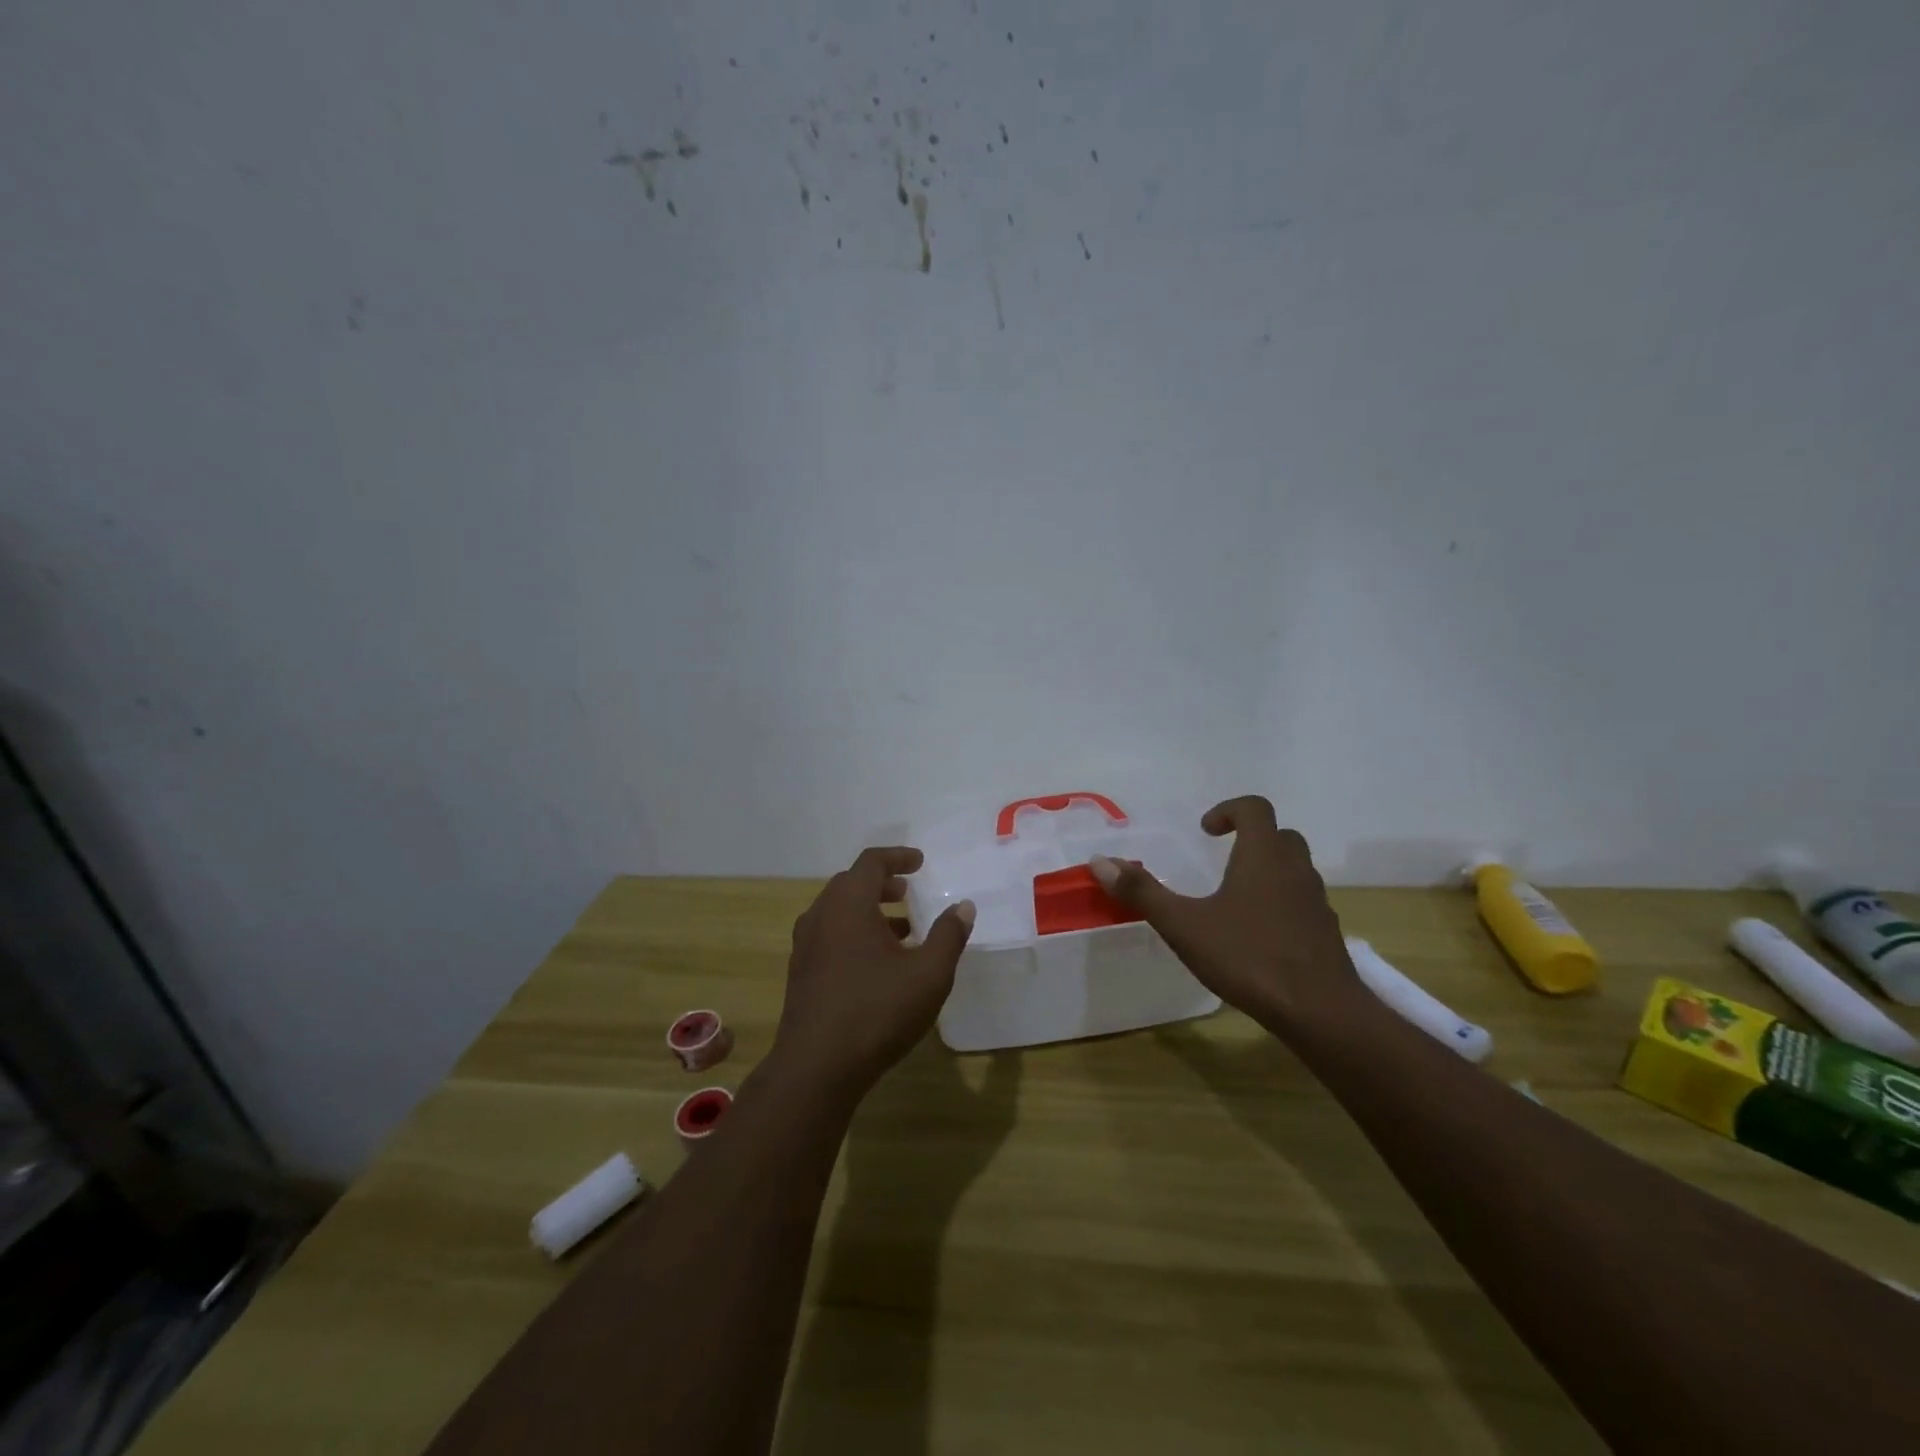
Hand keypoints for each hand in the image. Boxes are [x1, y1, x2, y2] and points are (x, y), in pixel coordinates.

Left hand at [771, 847, 975, 1101]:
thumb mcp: (928, 974)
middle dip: (883, 883)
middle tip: (909, 893)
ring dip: (869, 910)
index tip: (920, 862)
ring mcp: (806, 945)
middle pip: (851, 883)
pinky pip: (830, 935)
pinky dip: (855, 933)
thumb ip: (948, 936)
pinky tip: (878, 963)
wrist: (816, 1068)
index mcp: (849, 905)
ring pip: (839, 911)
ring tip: (902, 930)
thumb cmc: (877, 1011)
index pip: (871, 862)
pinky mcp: (801, 972)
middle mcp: (821, 916)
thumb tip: (963, 906)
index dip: (898, 857)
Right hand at [1090, 796, 1362, 1033]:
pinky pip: (1303, 902)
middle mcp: (1295, 870)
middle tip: (1222, 858)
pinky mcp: (1327, 932)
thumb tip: (1099, 861)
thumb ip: (1142, 892)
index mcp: (1263, 857)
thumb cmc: (1248, 957)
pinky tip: (1260, 935)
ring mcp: (1316, 901)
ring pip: (1295, 869)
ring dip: (1268, 870)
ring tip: (1236, 898)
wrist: (1320, 1012)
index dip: (1229, 810)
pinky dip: (1283, 903)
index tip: (1206, 830)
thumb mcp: (1184, 925)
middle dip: (1251, 839)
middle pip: (1280, 836)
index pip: (1255, 808)